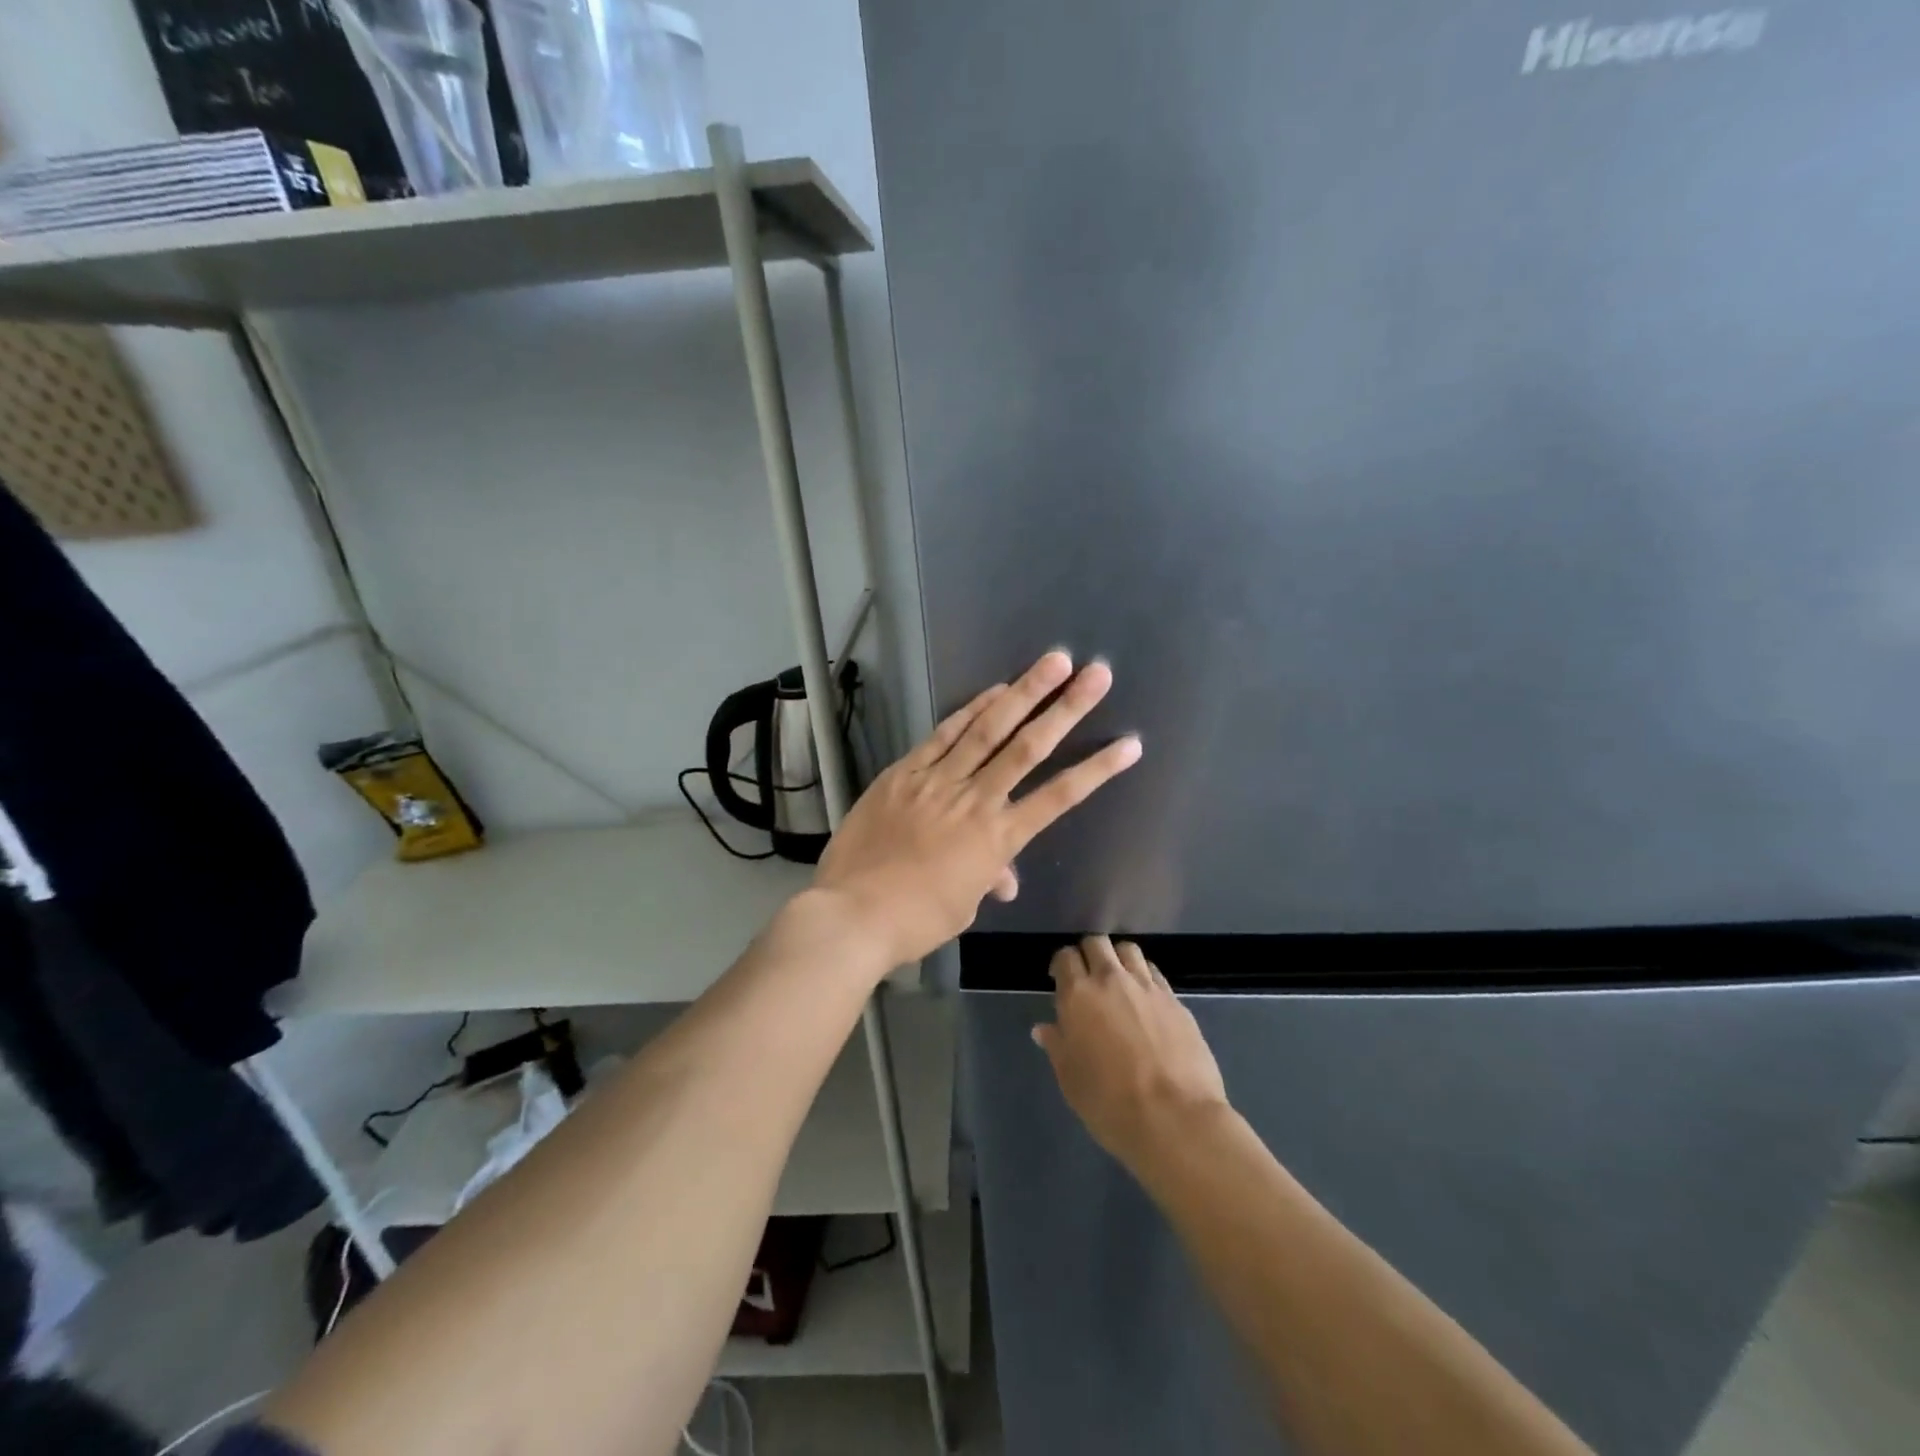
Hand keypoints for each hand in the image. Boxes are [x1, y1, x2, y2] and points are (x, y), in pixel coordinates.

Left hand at [813, 651, 1141, 969]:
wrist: (853, 913)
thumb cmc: (914, 920)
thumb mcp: (962, 905)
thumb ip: (987, 878)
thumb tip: (1003, 877)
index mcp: (997, 839)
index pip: (1058, 798)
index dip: (1097, 770)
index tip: (1129, 745)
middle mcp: (975, 800)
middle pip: (1029, 747)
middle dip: (1066, 708)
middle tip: (1096, 674)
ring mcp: (938, 781)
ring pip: (988, 729)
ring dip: (1024, 692)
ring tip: (1053, 662)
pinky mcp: (905, 772)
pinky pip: (943, 734)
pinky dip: (970, 709)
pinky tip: (993, 689)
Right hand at [1033, 936, 1228, 1176]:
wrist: (1174, 1118)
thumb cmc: (1109, 1102)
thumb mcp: (1071, 1079)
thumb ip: (1057, 1046)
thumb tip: (1043, 1029)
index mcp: (1078, 995)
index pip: (1065, 957)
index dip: (1061, 965)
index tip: (1060, 980)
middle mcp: (1111, 980)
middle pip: (1097, 943)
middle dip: (1089, 953)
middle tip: (1088, 977)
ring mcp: (1147, 987)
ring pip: (1129, 950)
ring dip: (1119, 959)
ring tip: (1119, 981)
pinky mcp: (1176, 1000)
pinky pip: (1155, 974)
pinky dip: (1145, 977)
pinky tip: (1145, 1000)